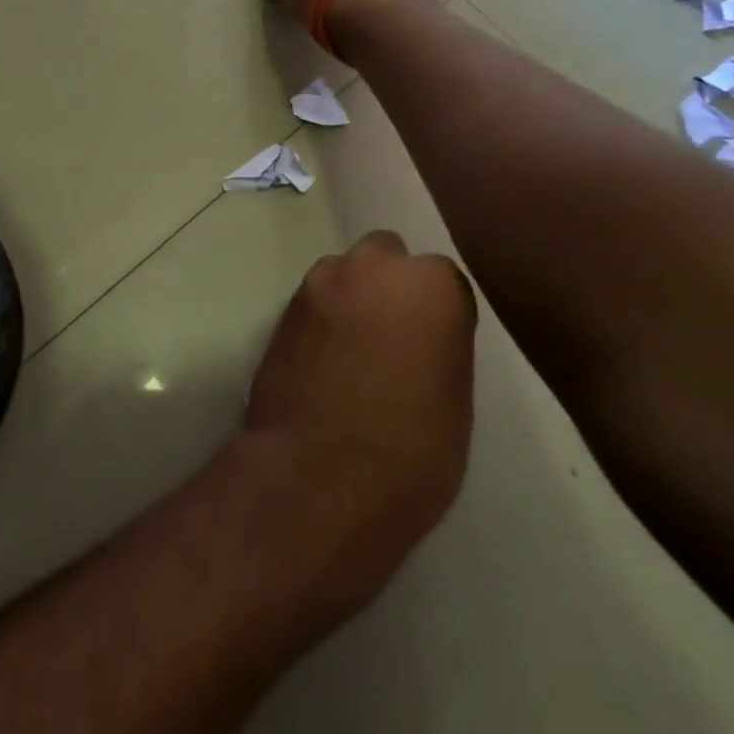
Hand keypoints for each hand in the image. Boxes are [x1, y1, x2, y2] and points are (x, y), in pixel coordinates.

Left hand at [245, 231, 477, 608]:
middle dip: (388, 284)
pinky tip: (322, 363)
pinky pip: (311, 305)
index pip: (442, 280)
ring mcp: (318, 285)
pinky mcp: (280, 311)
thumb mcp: (453, 398)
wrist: (318, 476)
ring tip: (351, 352)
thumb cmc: (411, 448)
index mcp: (429, 284)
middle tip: (391, 336)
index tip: (435, 345)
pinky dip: (320, 323)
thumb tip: (419, 337)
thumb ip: (438, 346)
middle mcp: (370, 267)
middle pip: (385, 257)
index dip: (438, 314)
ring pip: (341, 275)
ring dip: (349, 299)